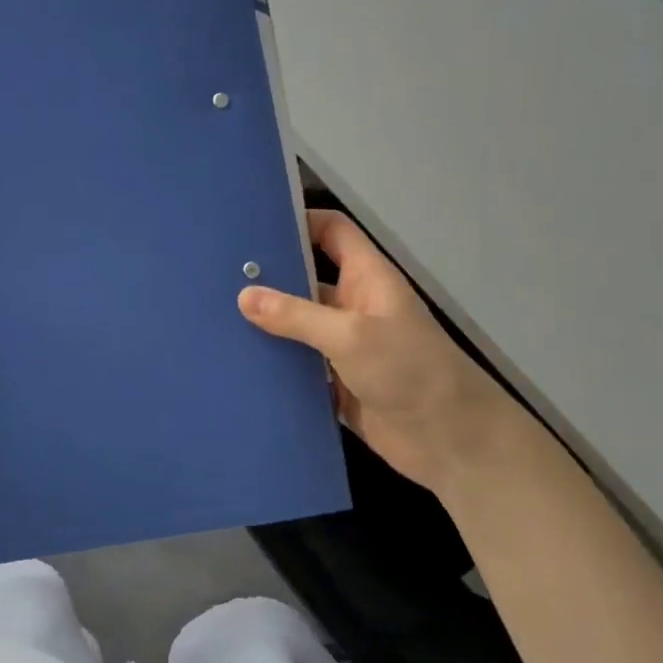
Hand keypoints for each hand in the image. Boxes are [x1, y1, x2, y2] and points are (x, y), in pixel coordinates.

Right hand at [239, 211, 534, 497]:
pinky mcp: (333, 381)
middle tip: (215, 274)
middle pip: (304, 278)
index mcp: (366, 278)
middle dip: (268, 275)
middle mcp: (352, 305)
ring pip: (295, 324)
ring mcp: (341, 345)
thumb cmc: (409, 370)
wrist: (449, 441)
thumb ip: (296, 315)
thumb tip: (243, 296)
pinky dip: (272, 362)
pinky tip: (234, 360)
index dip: (299, 221)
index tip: (253, 225)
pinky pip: (296, 364)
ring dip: (264, 323)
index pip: (332, 232)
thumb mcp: (351, 334)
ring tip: (214, 315)